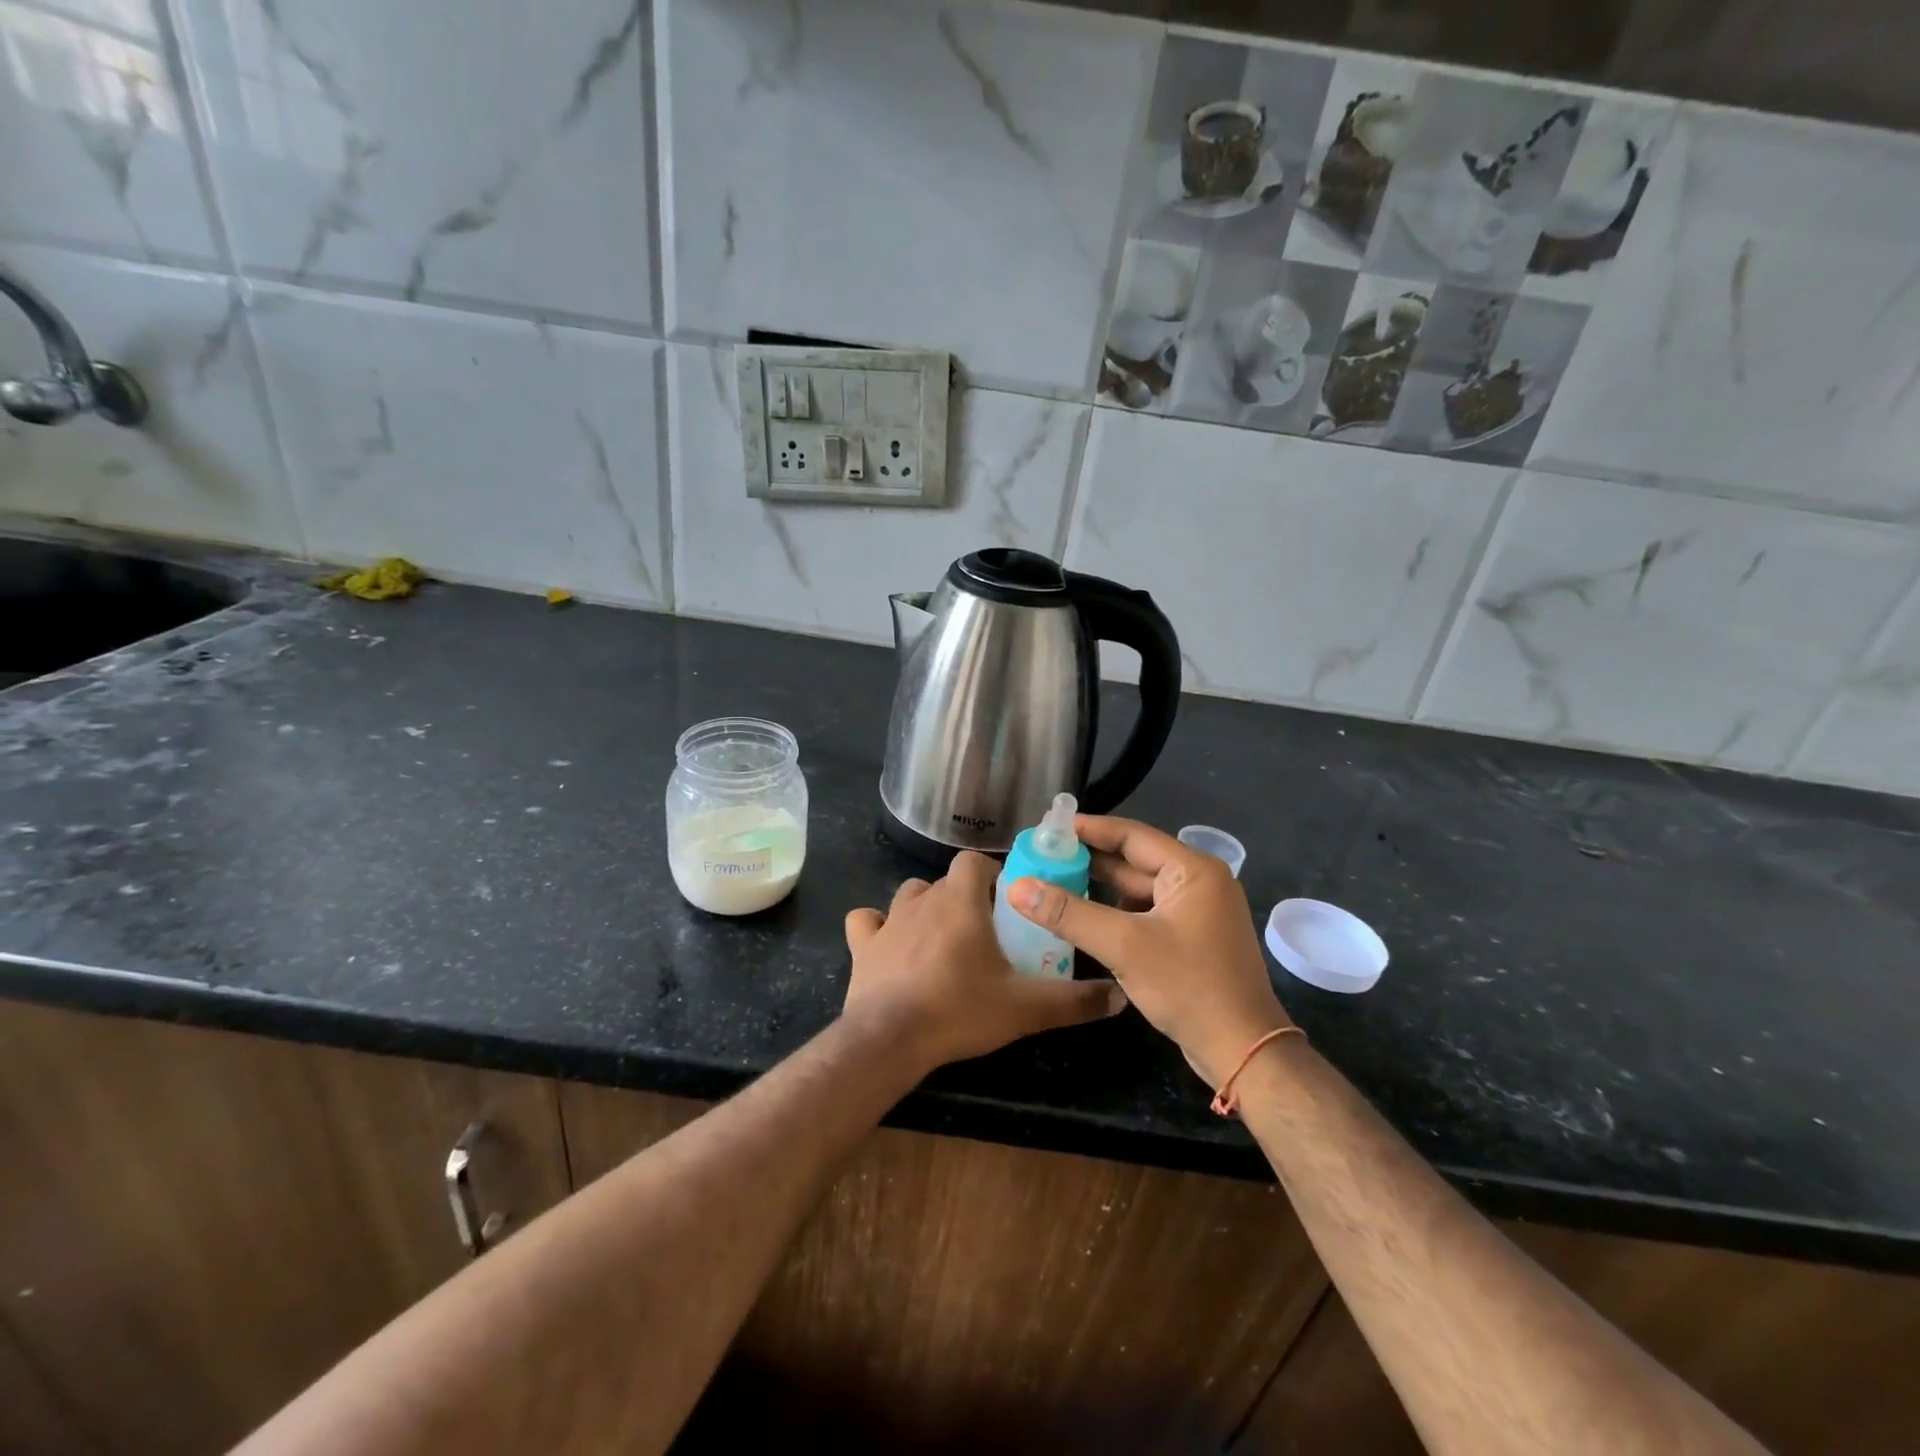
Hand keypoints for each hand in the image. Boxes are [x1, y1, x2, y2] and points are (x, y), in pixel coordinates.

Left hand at [843, 851, 1126, 1071]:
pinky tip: (888, 946)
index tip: (1006, 903)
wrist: (891, 1038)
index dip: (991, 875)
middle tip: (983, 932)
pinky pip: (866, 922)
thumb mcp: (1026, 1007)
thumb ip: (1074, 1000)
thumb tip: (1119, 997)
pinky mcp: (862, 946)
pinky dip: (877, 928)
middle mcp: (923, 899)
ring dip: (925, 909)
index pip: (974, 861)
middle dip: (964, 898)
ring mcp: (888, 920)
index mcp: (962, 900)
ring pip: (909, 896)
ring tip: (941, 940)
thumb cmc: (960, 1009)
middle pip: (945, 881)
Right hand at [1008, 816, 1288, 1086]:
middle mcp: (1199, 882)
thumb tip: (1016, 886)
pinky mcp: (1192, 938)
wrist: (1243, 1051)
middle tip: (1044, 855)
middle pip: (1135, 861)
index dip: (1090, 829)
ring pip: (1139, 889)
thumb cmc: (1188, 986)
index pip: (1132, 835)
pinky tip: (1084, 917)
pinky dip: (1115, 912)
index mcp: (1193, 870)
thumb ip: (1069, 913)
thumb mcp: (1123, 946)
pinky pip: (1146, 912)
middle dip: (1090, 859)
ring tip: (1055, 881)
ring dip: (1100, 887)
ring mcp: (1198, 912)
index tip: (1050, 826)